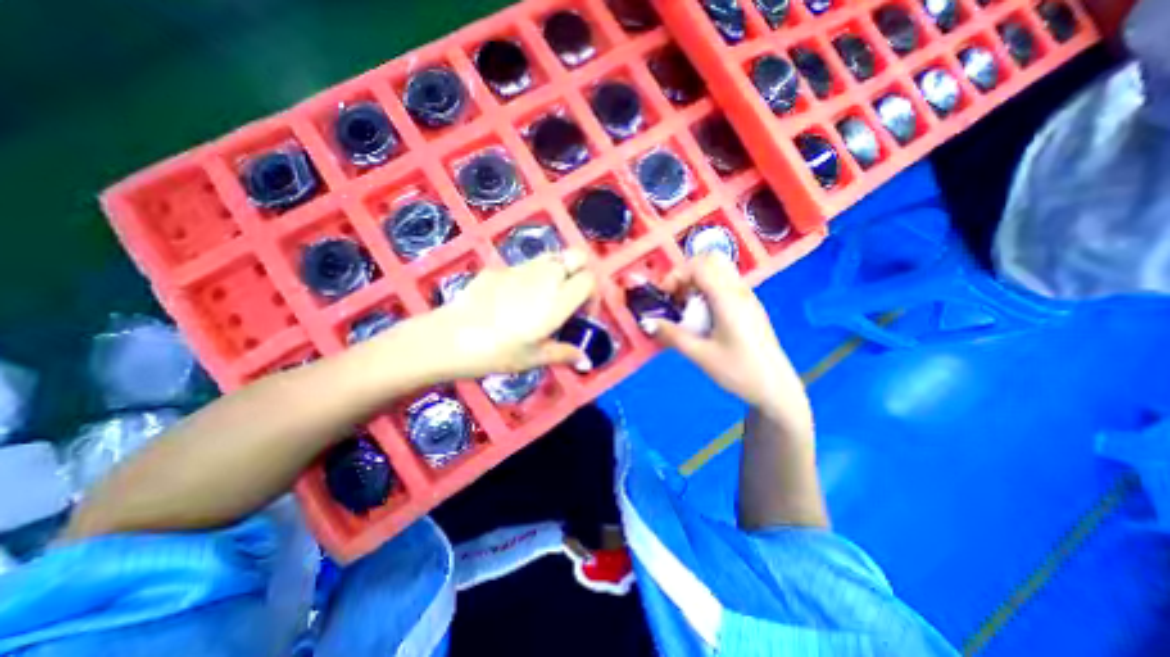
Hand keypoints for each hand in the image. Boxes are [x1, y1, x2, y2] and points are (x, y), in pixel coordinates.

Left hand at [386, 249, 597, 384]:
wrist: (452, 337)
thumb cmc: (499, 351)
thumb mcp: (535, 358)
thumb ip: (565, 354)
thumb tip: (586, 362)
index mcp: (558, 299)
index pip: (590, 279)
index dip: (592, 295)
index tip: (583, 314)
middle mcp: (545, 276)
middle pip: (576, 256)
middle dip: (581, 272)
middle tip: (570, 297)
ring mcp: (521, 268)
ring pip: (552, 257)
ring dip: (558, 272)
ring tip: (545, 298)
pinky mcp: (500, 268)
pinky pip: (526, 266)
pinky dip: (532, 277)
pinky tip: (514, 300)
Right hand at [650, 253, 815, 432]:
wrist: (775, 387)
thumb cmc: (739, 371)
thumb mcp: (700, 355)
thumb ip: (672, 335)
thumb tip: (648, 322)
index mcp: (728, 299)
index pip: (699, 265)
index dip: (677, 274)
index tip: (666, 296)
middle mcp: (739, 291)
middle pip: (711, 259)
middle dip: (687, 273)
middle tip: (676, 297)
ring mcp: (747, 296)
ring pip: (719, 269)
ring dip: (697, 280)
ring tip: (687, 307)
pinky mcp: (749, 305)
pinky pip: (726, 283)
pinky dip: (708, 289)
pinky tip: (703, 315)